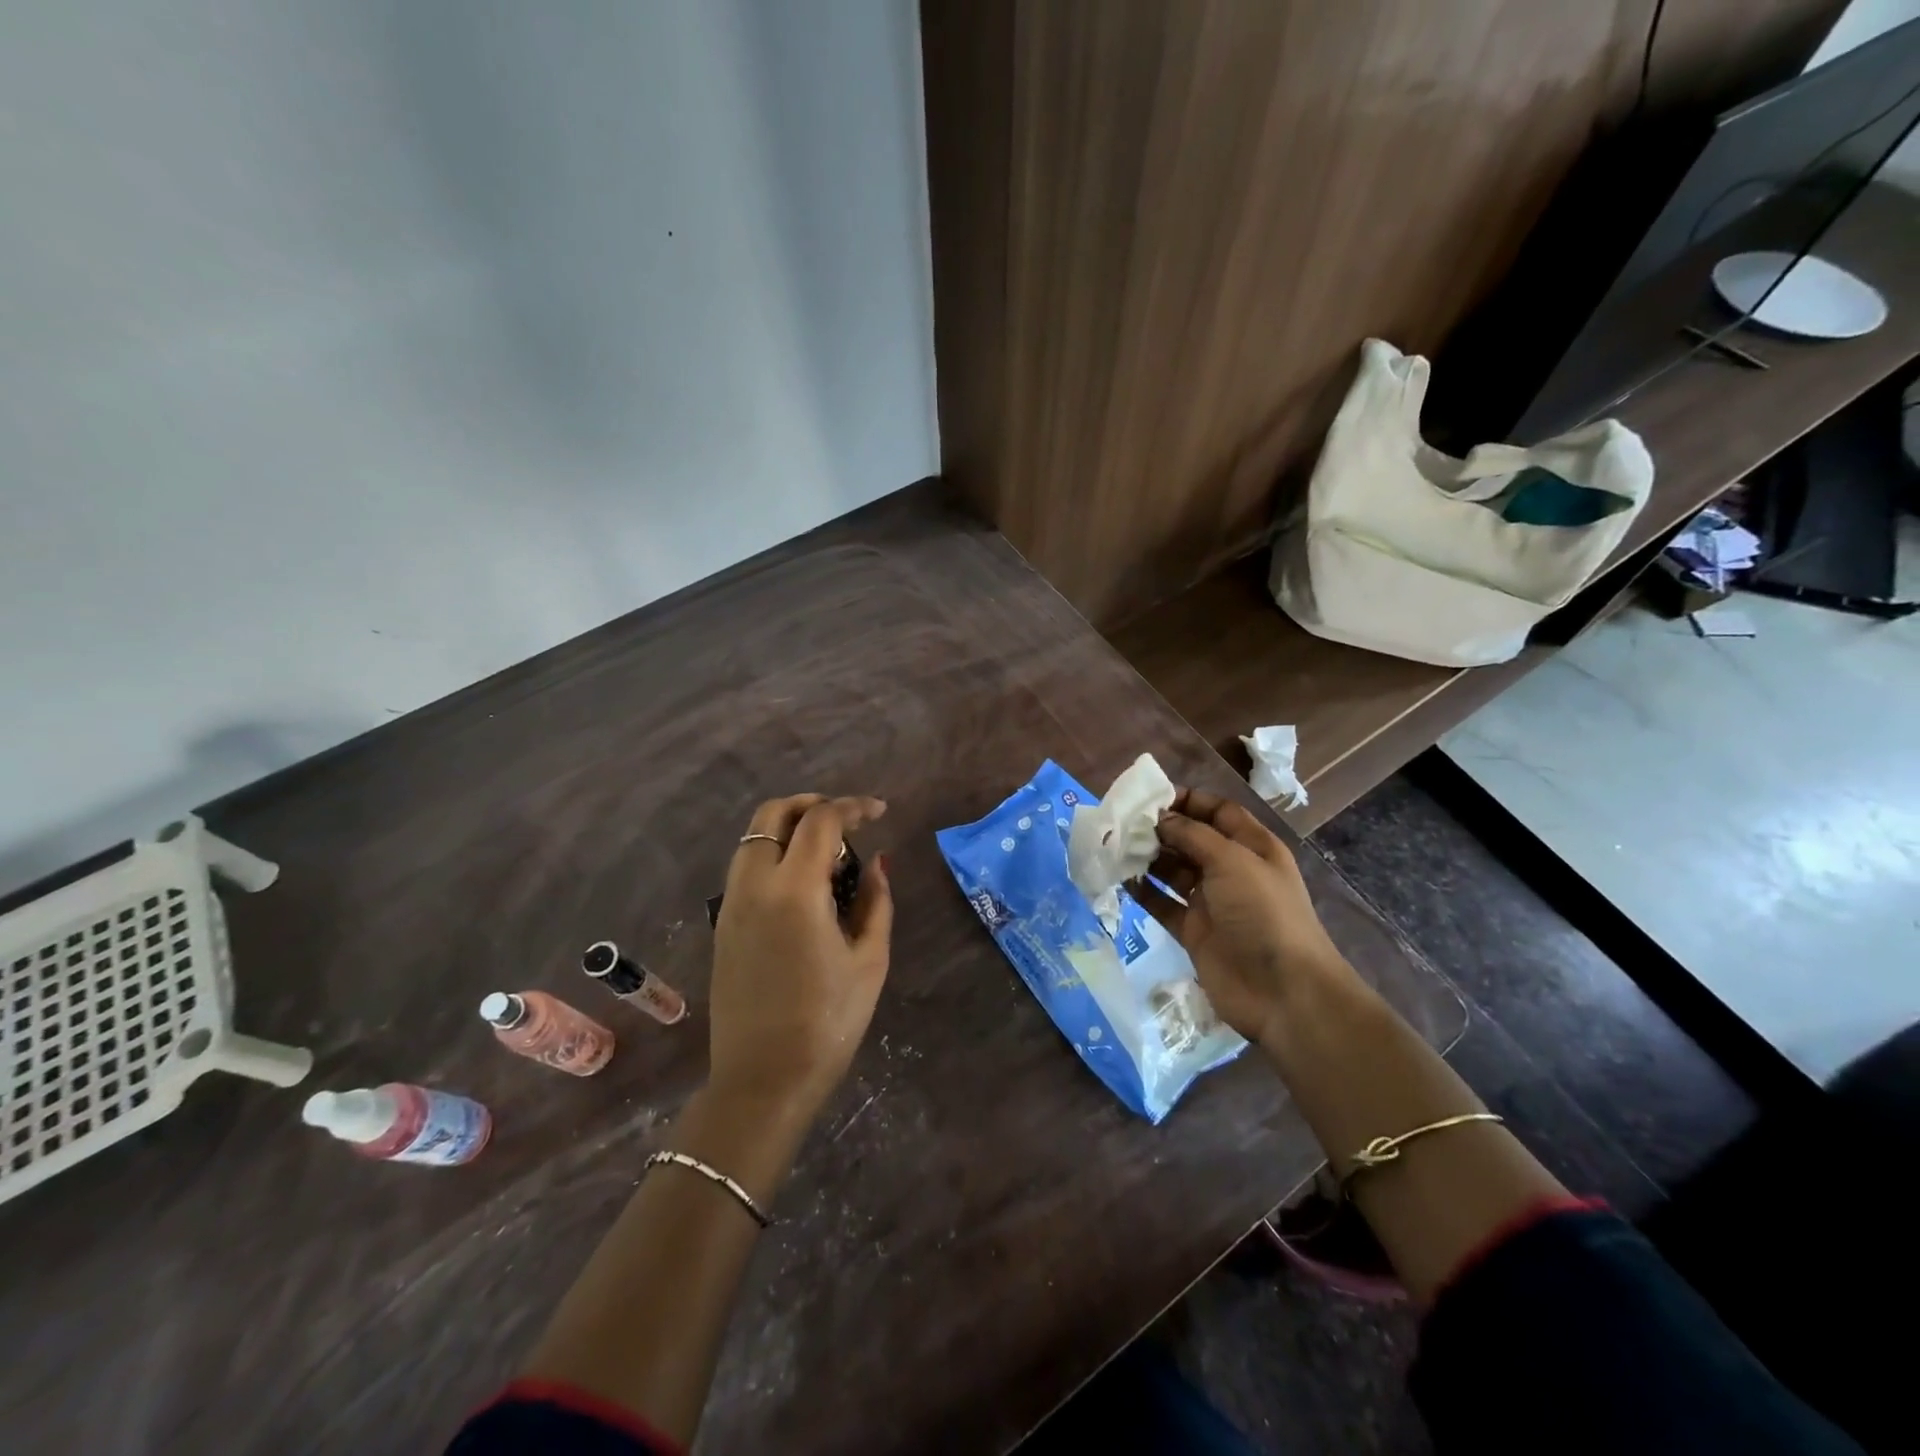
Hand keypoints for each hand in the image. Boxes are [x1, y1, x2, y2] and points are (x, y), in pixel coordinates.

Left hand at [709, 794, 892, 1122]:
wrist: (763, 1081)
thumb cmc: (828, 1022)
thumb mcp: (870, 960)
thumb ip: (877, 902)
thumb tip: (878, 863)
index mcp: (794, 890)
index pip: (821, 821)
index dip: (852, 807)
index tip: (878, 812)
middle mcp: (753, 885)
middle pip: (772, 814)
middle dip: (811, 805)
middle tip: (845, 820)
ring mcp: (731, 904)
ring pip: (752, 839)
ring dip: (788, 828)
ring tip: (827, 851)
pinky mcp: (722, 925)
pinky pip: (745, 867)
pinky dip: (772, 854)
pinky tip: (802, 882)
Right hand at [1134, 789, 1351, 1046]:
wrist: (1282, 991)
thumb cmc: (1263, 913)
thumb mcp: (1232, 860)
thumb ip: (1193, 834)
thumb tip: (1160, 818)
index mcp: (1252, 847)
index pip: (1218, 812)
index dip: (1188, 801)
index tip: (1151, 797)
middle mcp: (1232, 870)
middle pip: (1191, 839)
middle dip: (1160, 829)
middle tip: (1122, 822)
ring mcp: (1212, 902)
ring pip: (1173, 871)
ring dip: (1147, 858)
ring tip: (1115, 847)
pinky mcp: (1194, 931)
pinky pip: (1163, 904)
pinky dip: (1143, 891)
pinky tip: (1120, 879)